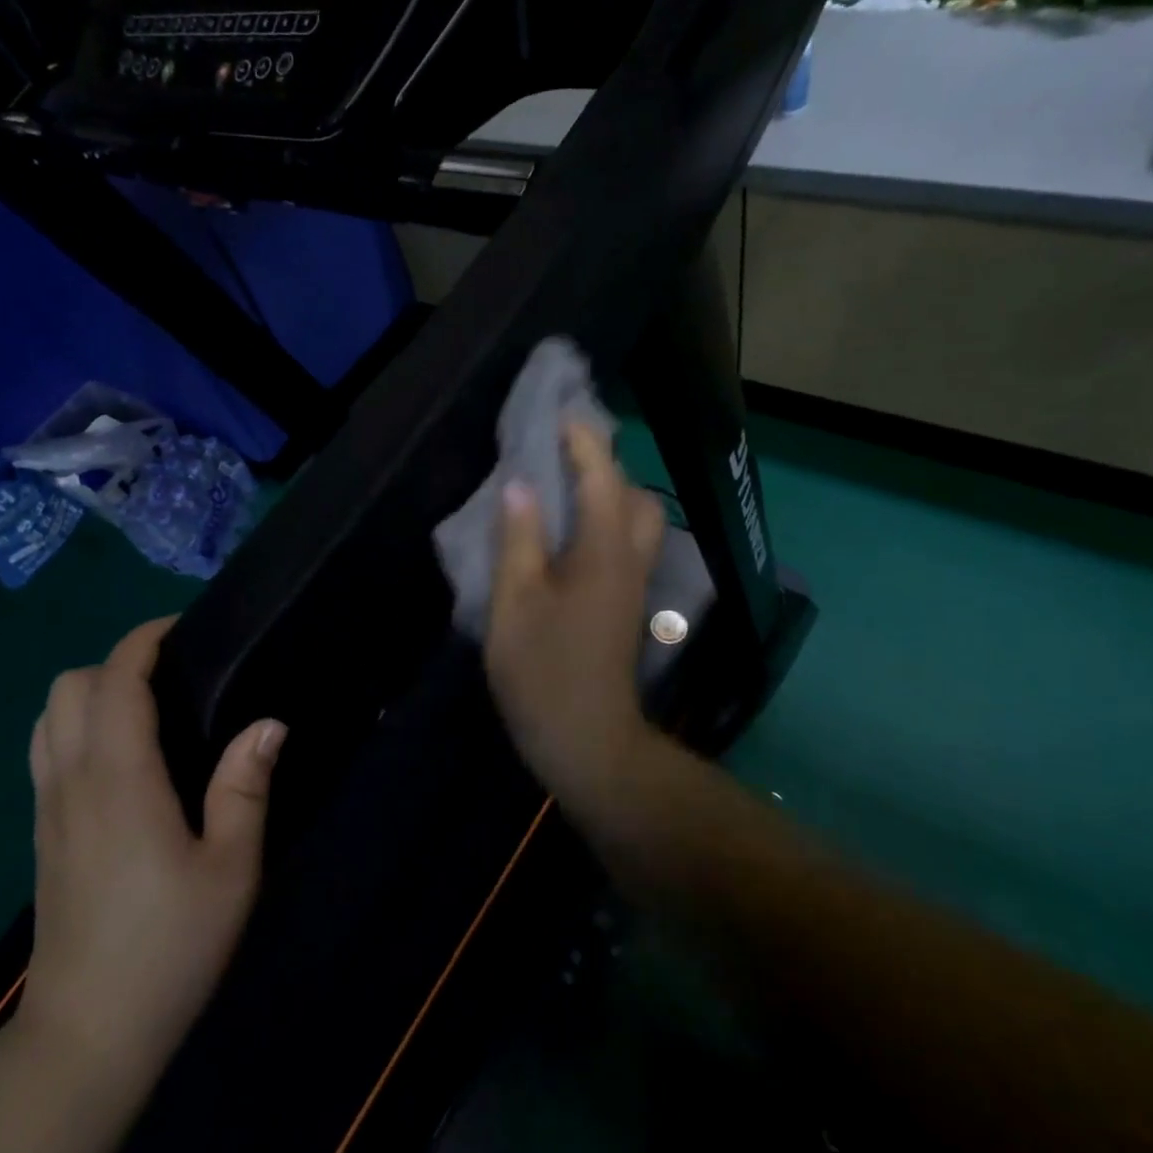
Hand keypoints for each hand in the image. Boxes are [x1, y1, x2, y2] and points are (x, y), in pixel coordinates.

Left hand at [19, 618, 285, 1068]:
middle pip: (67, 686)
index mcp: (119, 779)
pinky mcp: (42, 834)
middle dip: (115, 662)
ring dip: (90, 693)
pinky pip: (46, 752)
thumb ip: (245, 786)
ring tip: (147, 710)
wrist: (88, 1034)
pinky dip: (75, 727)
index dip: (143, 641)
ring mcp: (48, 808)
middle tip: (173, 676)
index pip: (115, 680)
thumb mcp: (231, 868)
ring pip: (47, 717)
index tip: (182, 627)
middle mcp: (72, 780)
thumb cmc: (170, 946)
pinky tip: (122, 759)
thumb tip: (268, 723)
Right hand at [485, 421, 666, 817]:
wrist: (586, 740)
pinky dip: (605, 525)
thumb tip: (521, 485)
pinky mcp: (624, 608)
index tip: (561, 413)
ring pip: (638, 525)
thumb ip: (517, 539)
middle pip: (635, 497)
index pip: (601, 478)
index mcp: (603, 552)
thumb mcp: (514, 602)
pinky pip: (625, 548)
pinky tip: (568, 537)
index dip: (583, 442)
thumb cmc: (543, 671)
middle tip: (561, 458)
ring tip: (563, 494)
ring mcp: (632, 587)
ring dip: (609, 497)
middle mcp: (629, 561)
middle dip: (606, 467)